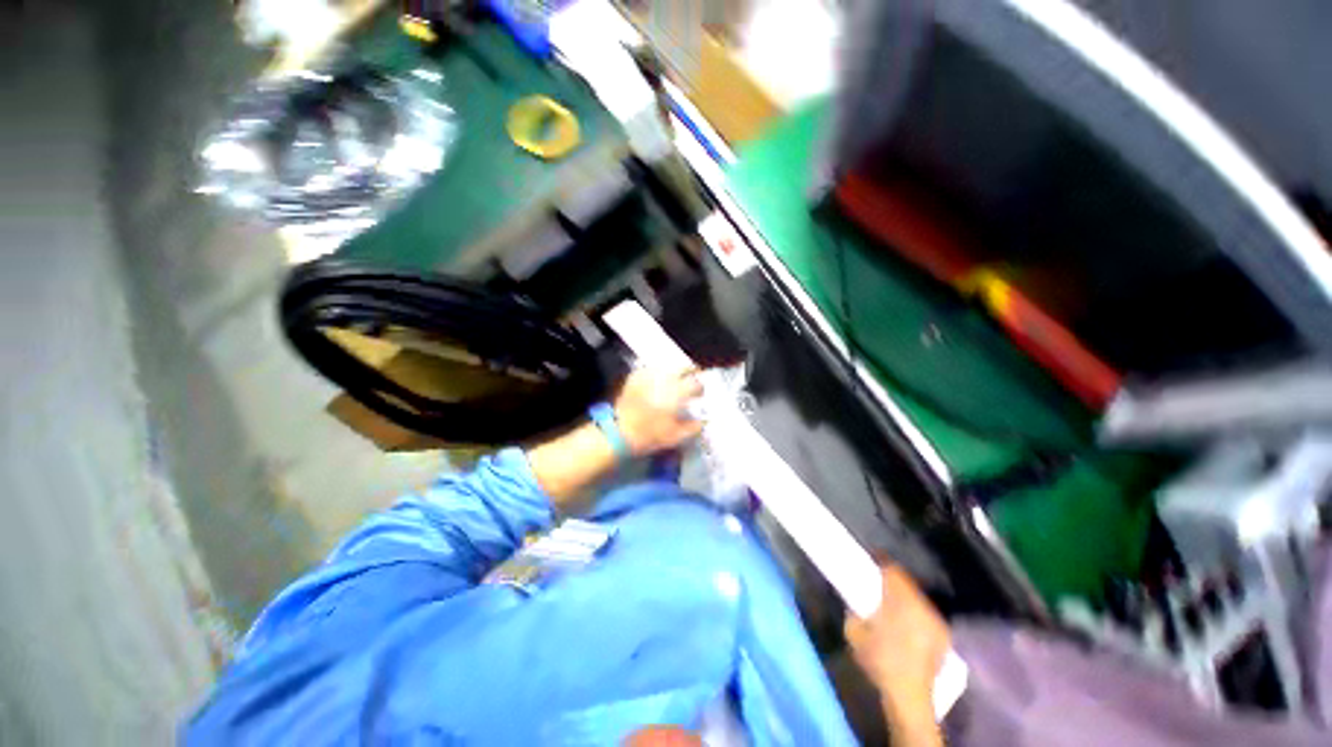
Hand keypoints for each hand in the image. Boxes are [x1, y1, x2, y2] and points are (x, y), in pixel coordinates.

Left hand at [612, 367, 703, 455]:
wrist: (619, 432)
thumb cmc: (650, 435)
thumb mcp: (676, 437)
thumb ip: (693, 428)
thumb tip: (702, 421)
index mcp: (677, 392)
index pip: (695, 383)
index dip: (700, 388)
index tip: (699, 394)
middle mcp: (664, 379)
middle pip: (682, 366)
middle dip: (689, 371)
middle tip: (691, 378)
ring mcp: (648, 375)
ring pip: (667, 365)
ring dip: (673, 370)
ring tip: (674, 378)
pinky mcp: (635, 376)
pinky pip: (650, 368)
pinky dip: (657, 372)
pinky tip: (657, 380)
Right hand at [845, 566, 949, 728]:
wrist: (909, 696)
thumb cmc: (880, 660)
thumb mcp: (853, 632)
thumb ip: (853, 610)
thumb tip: (854, 601)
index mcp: (901, 599)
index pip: (893, 569)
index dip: (881, 562)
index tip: (870, 561)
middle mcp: (923, 605)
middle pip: (906, 583)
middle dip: (892, 583)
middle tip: (877, 586)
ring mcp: (937, 622)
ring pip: (918, 599)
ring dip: (904, 599)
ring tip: (892, 607)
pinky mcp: (943, 637)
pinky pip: (926, 616)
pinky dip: (915, 615)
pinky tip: (906, 626)